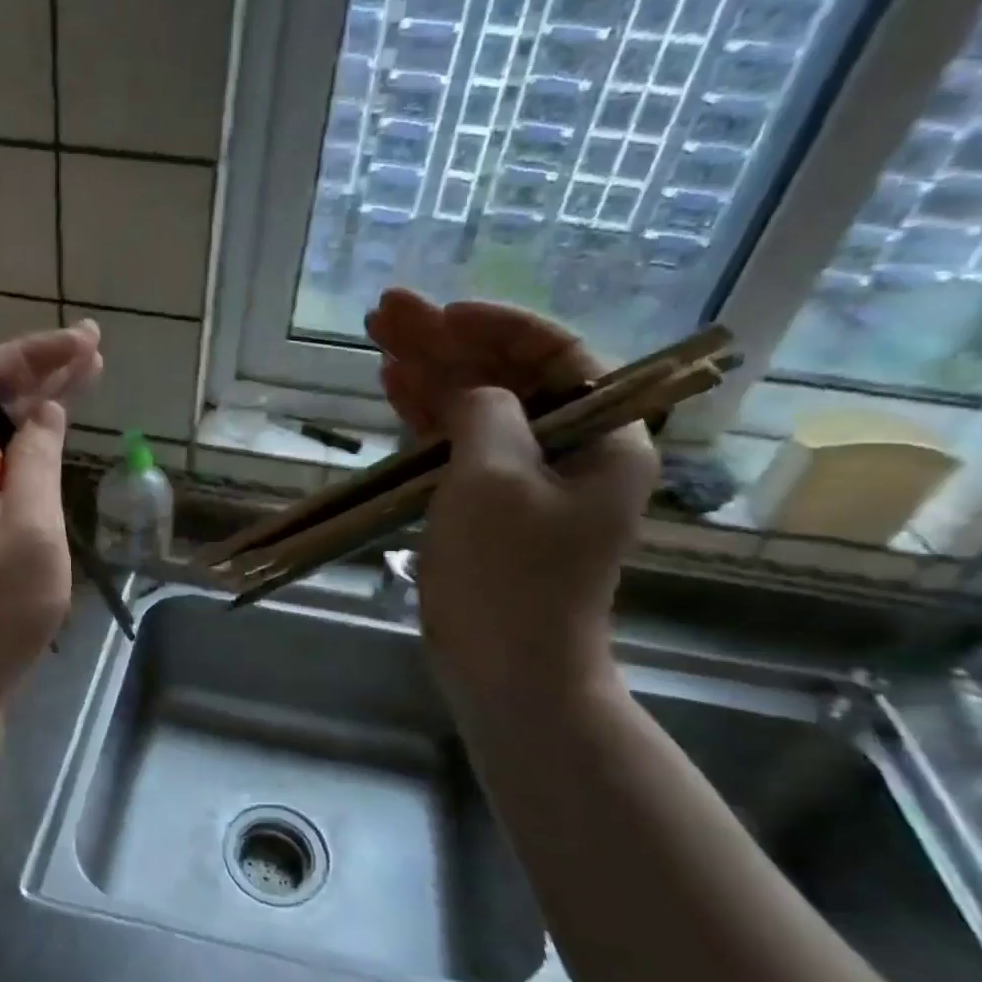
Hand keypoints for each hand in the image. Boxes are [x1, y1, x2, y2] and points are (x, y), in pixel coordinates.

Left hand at [0, 321, 102, 717]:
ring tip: (80, 377)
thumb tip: (45, 412)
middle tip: (93, 349)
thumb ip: (36, 459)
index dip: (40, 353)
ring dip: (32, 403)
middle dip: (40, 370)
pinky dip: (19, 443)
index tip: (88, 341)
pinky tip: (46, 435)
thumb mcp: (30, 530)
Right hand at [366, 289, 655, 697]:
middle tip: (387, 310)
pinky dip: (426, 417)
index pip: (559, 355)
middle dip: (447, 342)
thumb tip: (469, 393)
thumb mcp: (494, 477)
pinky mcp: (487, 508)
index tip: (445, 314)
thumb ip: (484, 412)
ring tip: (378, 337)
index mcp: (603, 439)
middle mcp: (571, 452)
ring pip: (476, 408)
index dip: (500, 327)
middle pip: (508, 377)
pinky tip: (392, 387)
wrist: (506, 672)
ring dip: (430, 373)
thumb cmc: (509, 575)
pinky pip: (458, 446)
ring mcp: (525, 482)